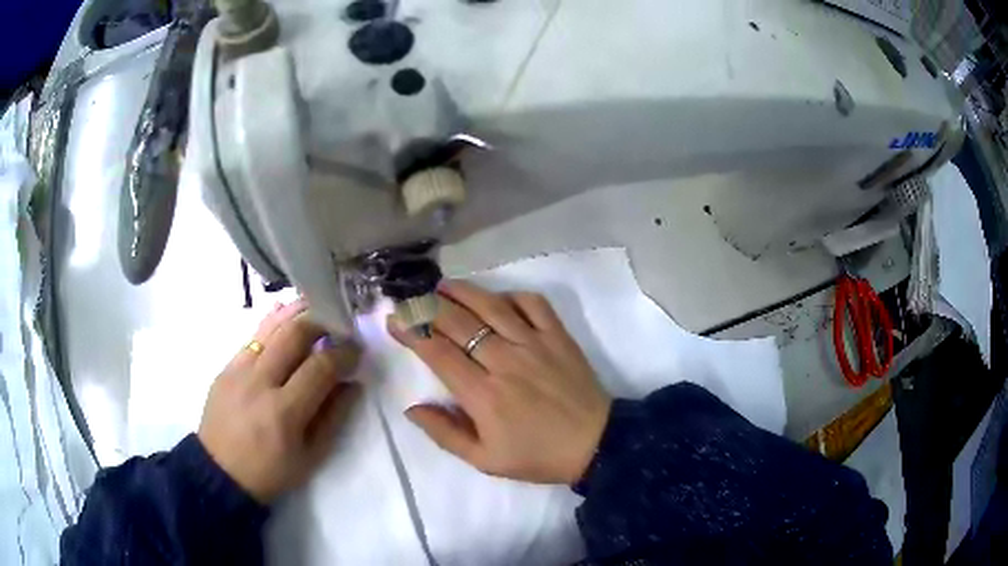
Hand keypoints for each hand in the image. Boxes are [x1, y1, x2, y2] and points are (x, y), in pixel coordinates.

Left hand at [198, 301, 361, 503]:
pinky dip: (273, 323)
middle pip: (294, 334)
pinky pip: (253, 337)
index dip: (344, 353)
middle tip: (337, 325)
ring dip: (297, 313)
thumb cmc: (270, 471)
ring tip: (316, 307)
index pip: (320, 367)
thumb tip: (353, 384)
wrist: (220, 472)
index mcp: (284, 412)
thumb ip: (334, 418)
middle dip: (322, 322)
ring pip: (271, 327)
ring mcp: (238, 370)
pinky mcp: (226, 367)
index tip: (357, 350)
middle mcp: (259, 382)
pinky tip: (286, 317)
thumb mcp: (310, 456)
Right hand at [389, 281, 611, 483]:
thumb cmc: (537, 456)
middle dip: (428, 306)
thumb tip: (411, 408)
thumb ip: (445, 434)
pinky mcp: (558, 336)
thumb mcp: (485, 461)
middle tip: (411, 297)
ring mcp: (534, 343)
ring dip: (463, 292)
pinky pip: (533, 303)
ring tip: (442, 286)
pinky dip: (511, 295)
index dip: (411, 332)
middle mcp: (505, 361)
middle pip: (458, 323)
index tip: (394, 320)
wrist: (595, 444)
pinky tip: (497, 298)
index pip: (437, 353)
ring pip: (491, 306)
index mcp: (483, 395)